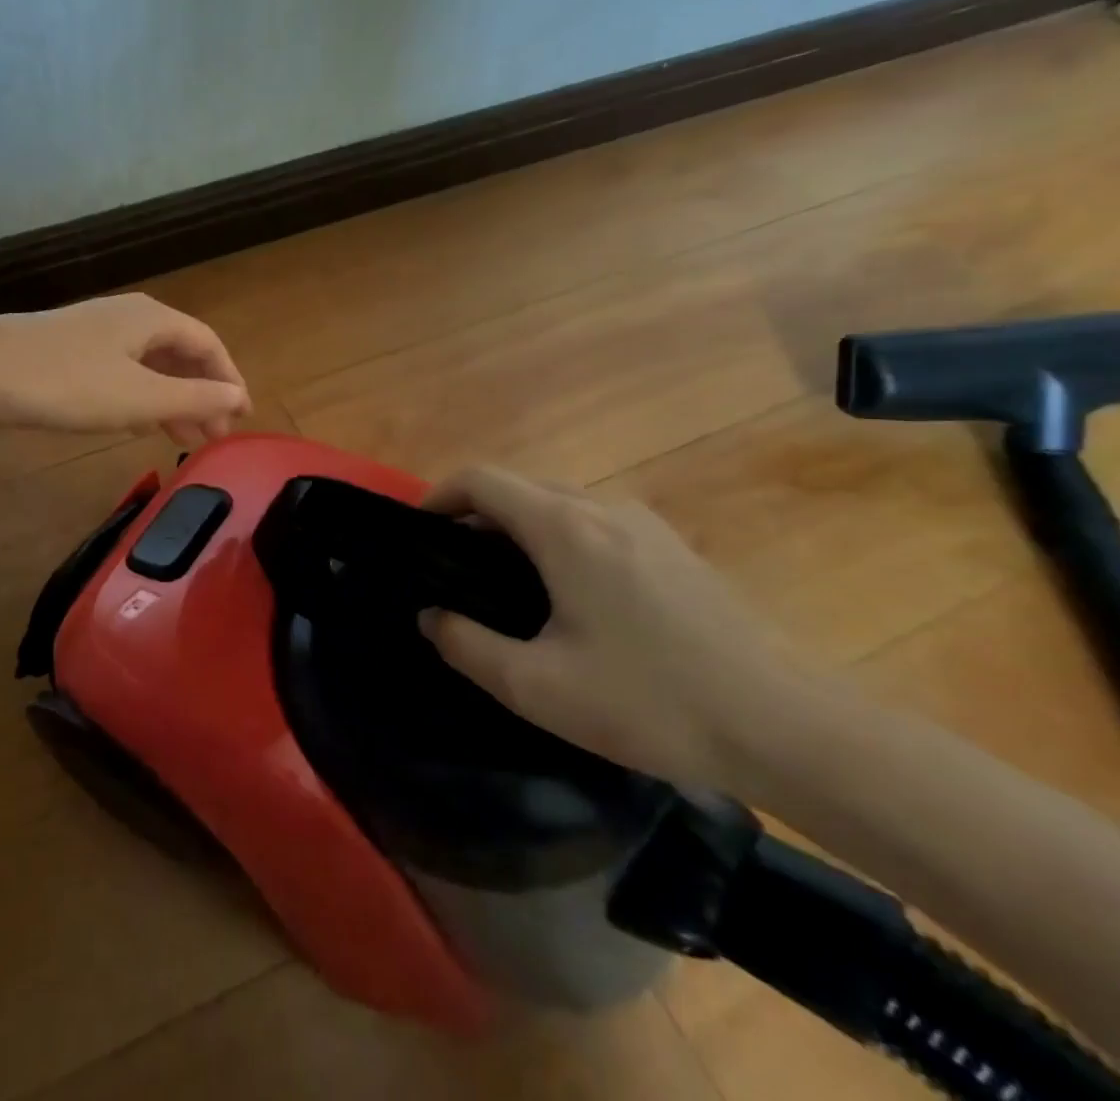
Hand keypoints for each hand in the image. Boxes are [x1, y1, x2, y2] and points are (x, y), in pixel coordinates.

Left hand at [0, 293, 250, 444]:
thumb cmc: (71, 383)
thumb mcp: (140, 397)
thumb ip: (194, 398)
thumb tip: (238, 398)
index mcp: (153, 319)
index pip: (208, 344)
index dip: (230, 380)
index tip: (242, 417)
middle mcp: (130, 318)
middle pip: (180, 354)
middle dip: (202, 395)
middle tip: (214, 436)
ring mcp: (97, 333)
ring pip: (149, 366)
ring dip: (171, 401)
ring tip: (184, 438)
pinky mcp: (72, 352)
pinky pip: (123, 373)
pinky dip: (141, 398)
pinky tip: (138, 424)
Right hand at [416, 466, 812, 788]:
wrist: (790, 729)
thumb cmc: (651, 701)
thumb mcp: (537, 687)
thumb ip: (467, 645)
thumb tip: (432, 617)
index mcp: (563, 527)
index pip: (481, 480)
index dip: (438, 496)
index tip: (418, 532)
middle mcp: (602, 508)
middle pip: (518, 486)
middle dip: (475, 514)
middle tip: (454, 565)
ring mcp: (646, 525)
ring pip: (559, 502)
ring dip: (518, 526)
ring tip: (505, 581)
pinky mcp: (675, 549)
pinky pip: (595, 523)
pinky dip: (559, 538)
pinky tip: (569, 595)